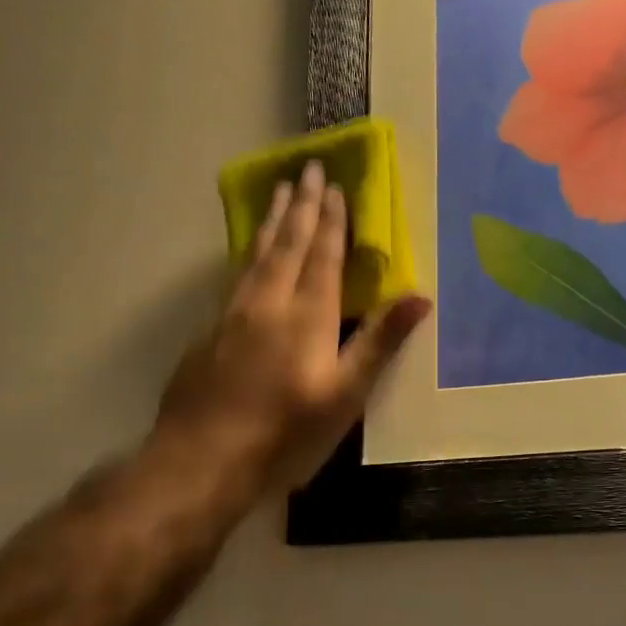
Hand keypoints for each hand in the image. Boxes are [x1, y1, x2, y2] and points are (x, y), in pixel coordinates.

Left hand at [152, 159, 430, 491]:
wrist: (204, 457)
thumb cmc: (287, 430)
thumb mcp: (345, 393)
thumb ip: (379, 342)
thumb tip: (420, 297)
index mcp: (307, 314)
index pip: (322, 255)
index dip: (331, 221)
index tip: (335, 186)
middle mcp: (268, 302)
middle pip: (287, 243)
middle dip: (301, 205)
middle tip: (307, 168)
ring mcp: (233, 314)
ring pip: (256, 254)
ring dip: (272, 220)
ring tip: (279, 192)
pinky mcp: (210, 332)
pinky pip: (237, 274)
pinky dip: (249, 251)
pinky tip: (249, 253)